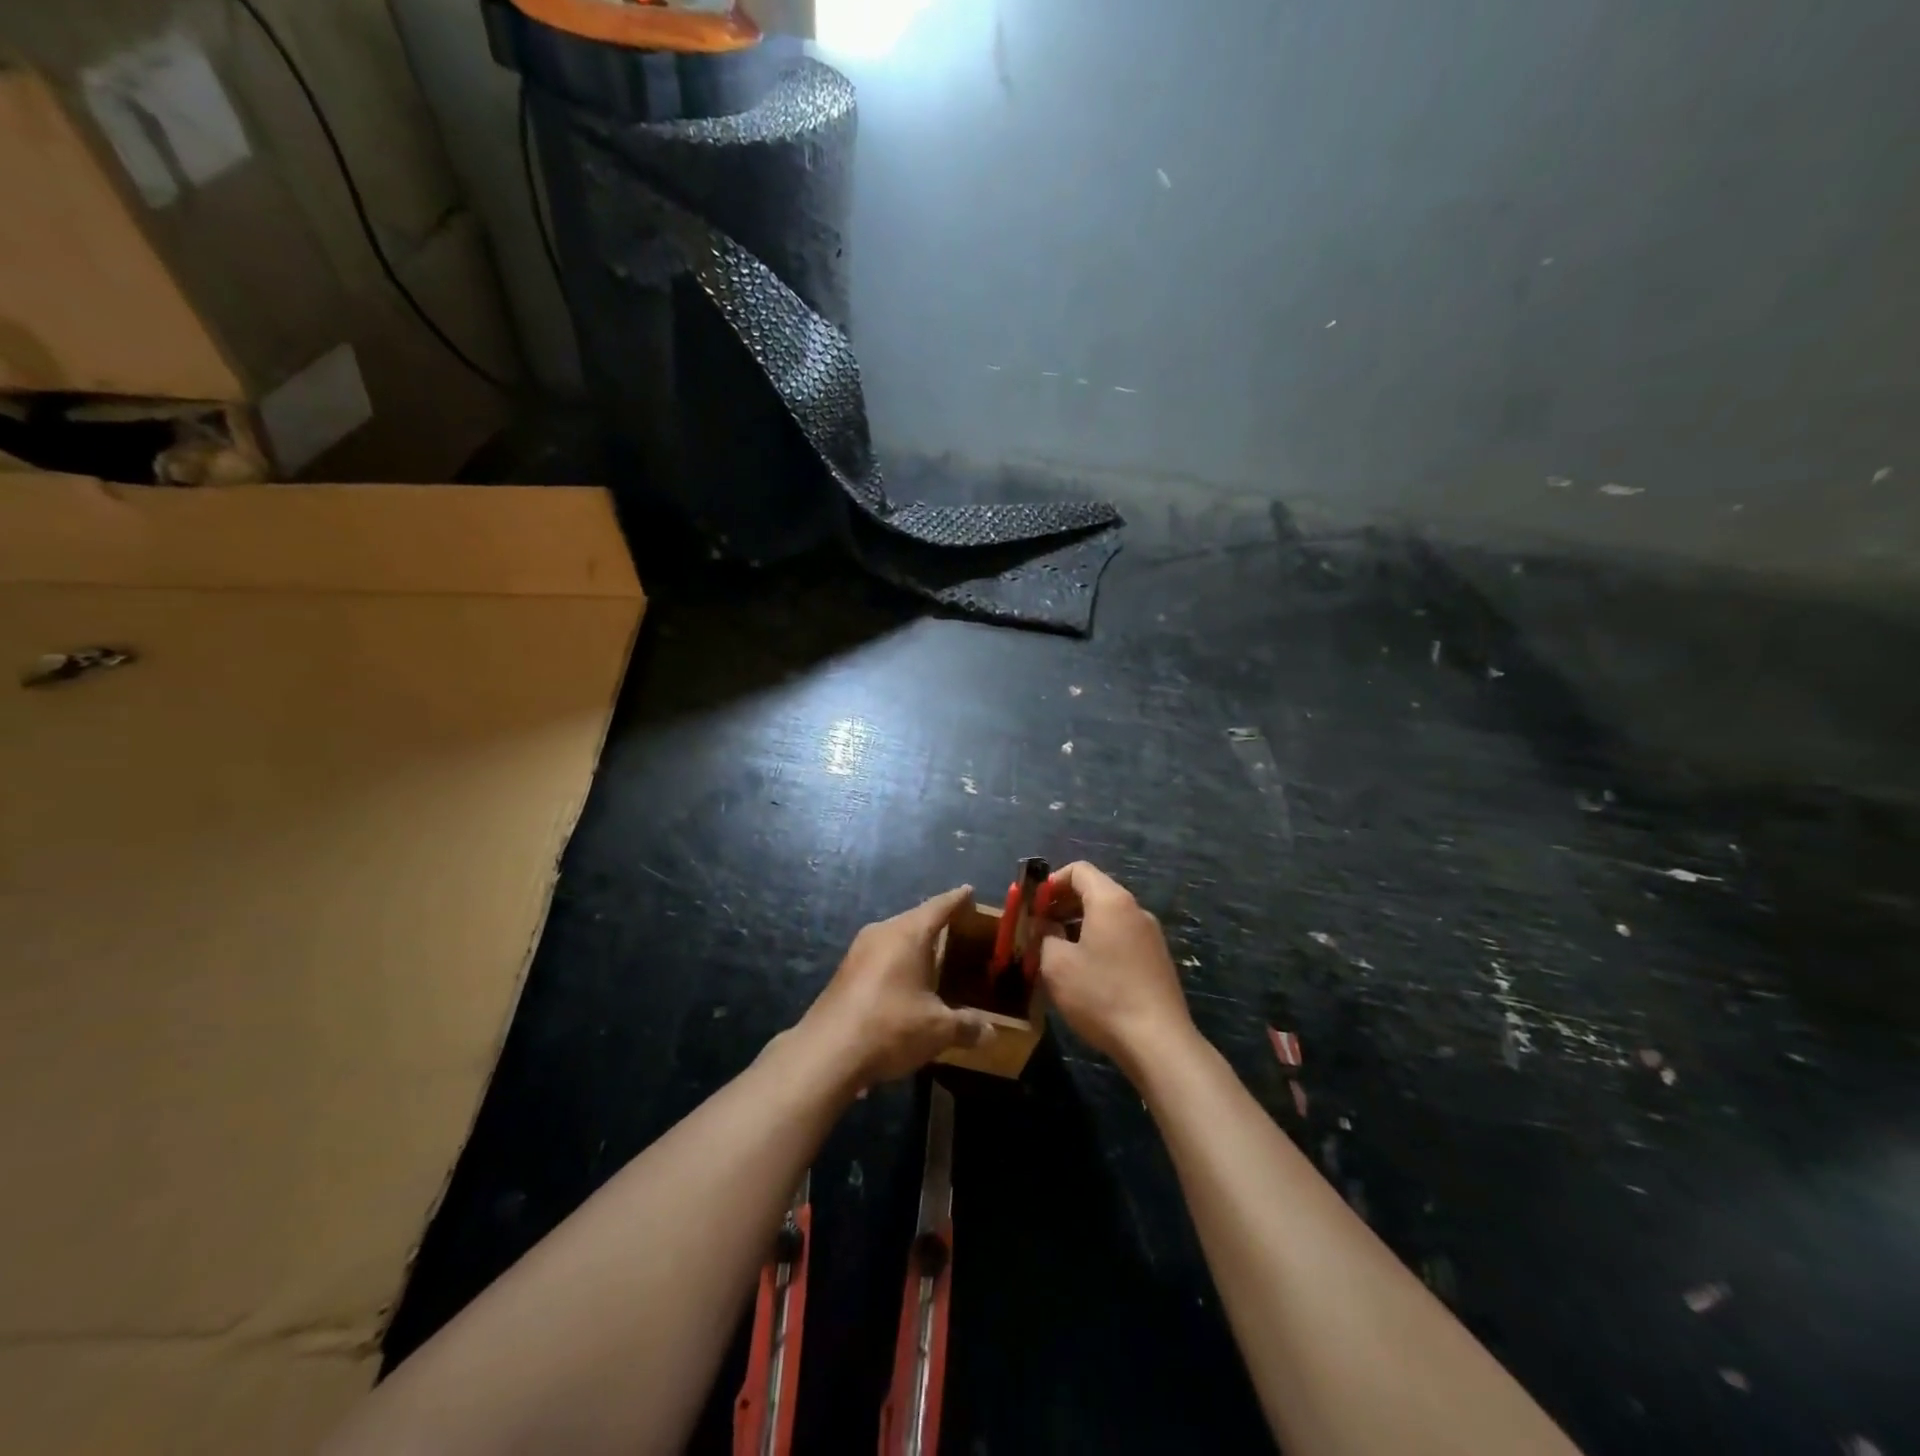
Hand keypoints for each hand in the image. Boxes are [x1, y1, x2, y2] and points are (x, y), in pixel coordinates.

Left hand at [803, 886, 995, 1087]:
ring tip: (936, 957)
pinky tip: (906, 984)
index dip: (957, 899)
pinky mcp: (844, 974)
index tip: (969, 890)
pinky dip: (898, 964)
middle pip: (915, 920)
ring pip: (895, 939)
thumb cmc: (890, 1027)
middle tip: (961, 929)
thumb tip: (991, 1033)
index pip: (938, 906)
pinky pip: (880, 958)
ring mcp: (858, 952)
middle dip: (937, 924)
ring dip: (915, 947)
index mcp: (907, 934)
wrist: (826, 1053)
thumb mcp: (937, 1030)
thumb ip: (966, 1027)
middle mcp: (881, 933)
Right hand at [1038, 862, 1195, 1074]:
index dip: (1051, 882)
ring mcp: (1151, 936)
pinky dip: (1100, 942)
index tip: (1033, 905)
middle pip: (1095, 891)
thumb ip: (1045, 936)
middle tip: (1040, 928)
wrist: (1158, 1042)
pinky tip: (1086, 973)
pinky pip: (1122, 938)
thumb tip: (1048, 928)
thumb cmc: (1101, 995)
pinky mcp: (1158, 960)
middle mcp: (1135, 910)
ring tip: (1058, 952)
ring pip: (1109, 917)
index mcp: (1111, 901)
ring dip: (1080, 925)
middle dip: (1063, 904)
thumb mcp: (1057, 965)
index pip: (1079, 870)